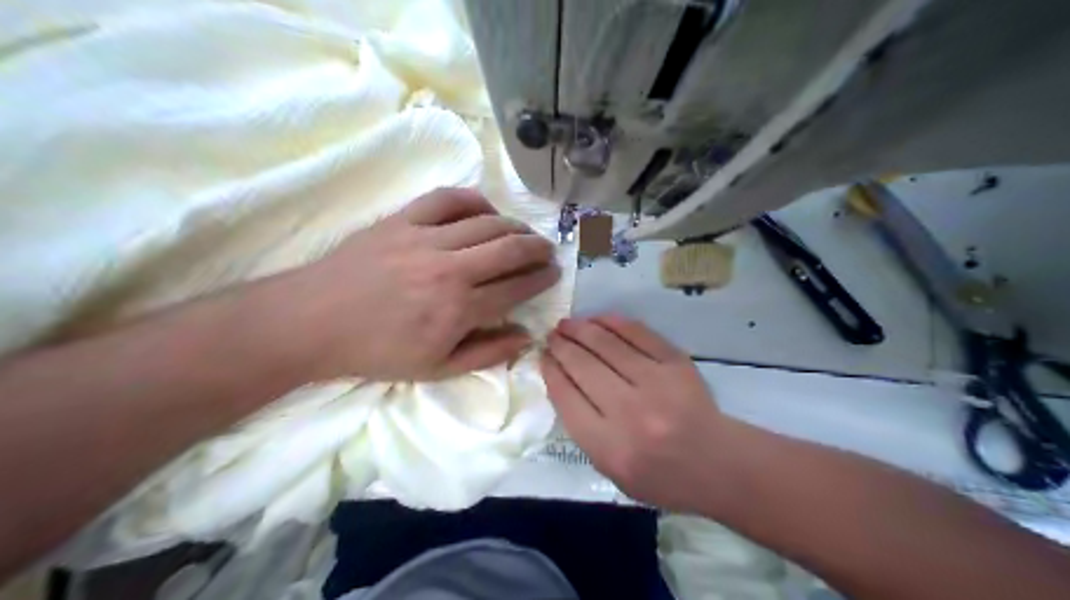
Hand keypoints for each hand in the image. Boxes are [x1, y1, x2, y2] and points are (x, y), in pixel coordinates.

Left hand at [273, 187, 561, 379]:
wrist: (315, 322)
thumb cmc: (378, 351)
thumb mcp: (436, 369)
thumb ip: (487, 353)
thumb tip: (527, 336)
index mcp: (459, 309)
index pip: (516, 287)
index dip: (541, 278)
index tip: (553, 273)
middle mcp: (451, 268)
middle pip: (510, 248)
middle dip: (538, 247)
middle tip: (547, 251)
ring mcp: (426, 239)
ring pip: (486, 222)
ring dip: (514, 225)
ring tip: (524, 233)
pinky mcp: (403, 220)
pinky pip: (446, 199)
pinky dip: (473, 200)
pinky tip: (484, 210)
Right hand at [545, 313, 726, 510]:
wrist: (717, 464)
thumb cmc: (661, 477)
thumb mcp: (611, 471)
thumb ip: (583, 430)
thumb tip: (562, 381)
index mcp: (609, 447)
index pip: (566, 397)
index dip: (550, 371)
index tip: (543, 357)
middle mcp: (630, 412)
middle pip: (583, 367)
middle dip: (561, 346)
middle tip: (551, 336)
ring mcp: (656, 383)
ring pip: (607, 345)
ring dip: (581, 329)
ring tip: (567, 324)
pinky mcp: (676, 363)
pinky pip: (638, 334)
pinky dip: (613, 322)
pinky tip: (597, 319)